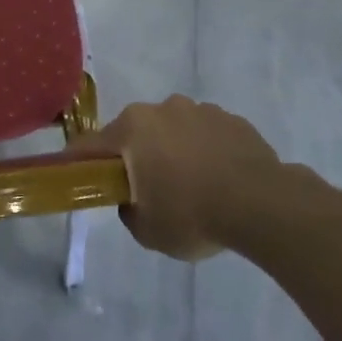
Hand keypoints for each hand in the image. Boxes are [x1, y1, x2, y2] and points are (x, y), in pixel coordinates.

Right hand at [72, 96, 285, 260]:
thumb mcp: (147, 231)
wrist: (262, 205)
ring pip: (173, 130)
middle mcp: (162, 109)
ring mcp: (200, 110)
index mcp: (132, 129)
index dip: (79, 163)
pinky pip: (206, 134)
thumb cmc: (192, 215)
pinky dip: (206, 151)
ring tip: (193, 186)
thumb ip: (129, 211)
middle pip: (135, 133)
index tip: (79, 178)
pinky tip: (220, 180)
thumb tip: (134, 200)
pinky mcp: (232, 119)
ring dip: (174, 151)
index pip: (89, 145)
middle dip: (136, 156)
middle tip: (148, 190)